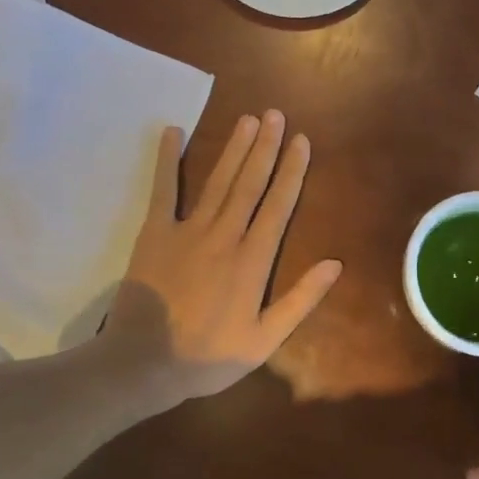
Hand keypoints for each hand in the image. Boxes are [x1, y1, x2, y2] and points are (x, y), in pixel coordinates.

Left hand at [104, 112, 341, 406]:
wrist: (143, 364)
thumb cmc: (208, 356)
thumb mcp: (265, 339)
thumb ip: (300, 300)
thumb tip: (335, 264)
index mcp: (253, 260)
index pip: (279, 206)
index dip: (292, 171)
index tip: (301, 141)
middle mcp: (224, 236)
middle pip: (250, 183)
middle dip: (265, 147)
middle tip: (275, 114)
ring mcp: (187, 231)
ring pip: (217, 181)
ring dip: (233, 148)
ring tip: (247, 119)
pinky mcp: (154, 234)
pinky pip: (162, 191)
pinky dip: (166, 160)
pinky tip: (172, 131)